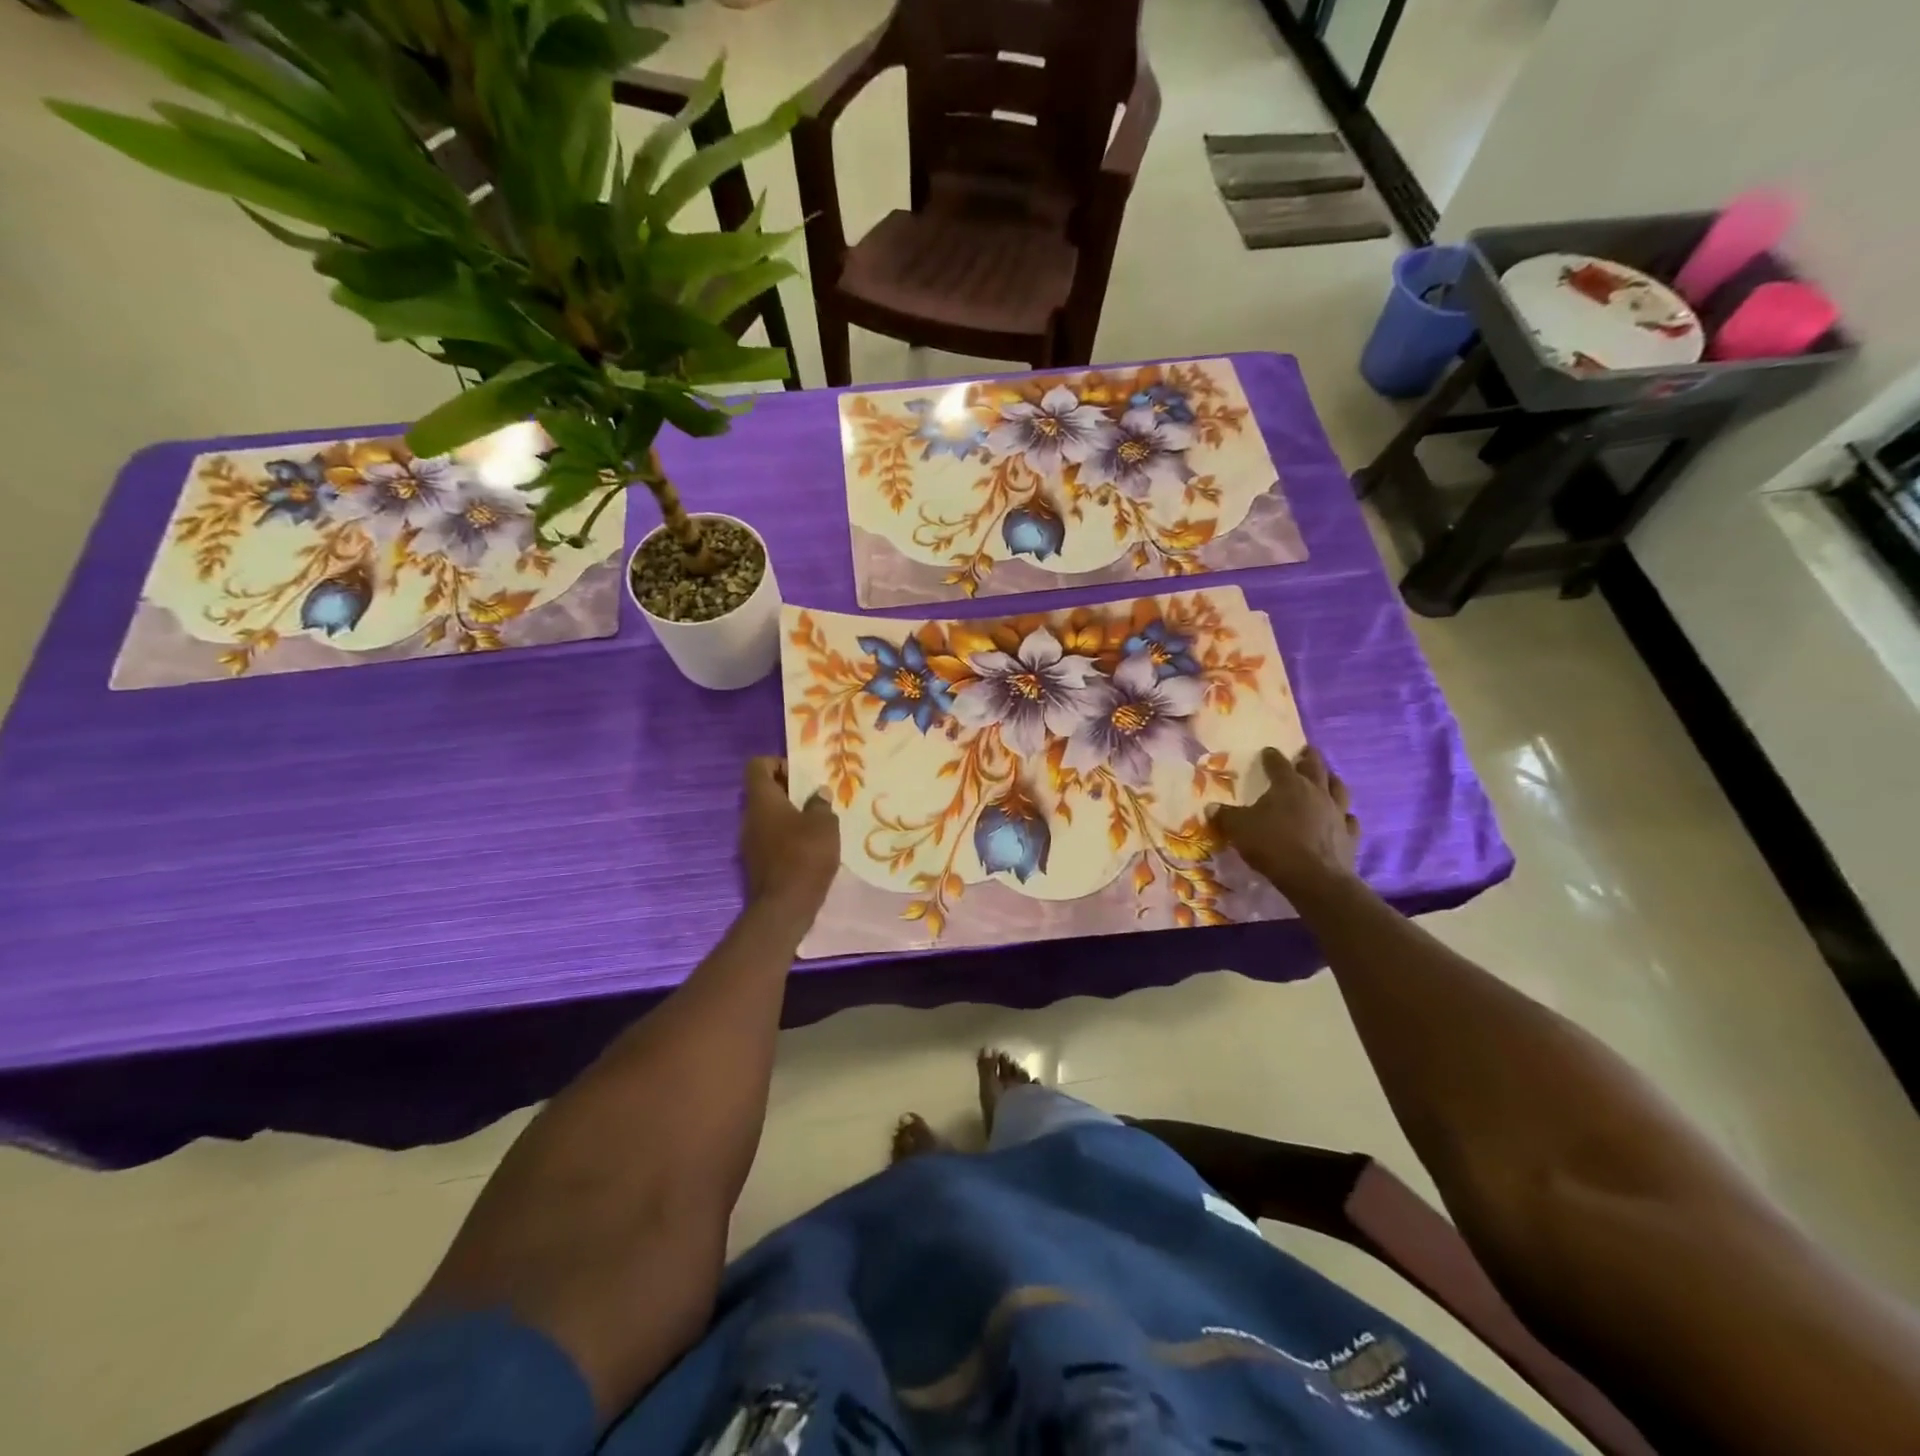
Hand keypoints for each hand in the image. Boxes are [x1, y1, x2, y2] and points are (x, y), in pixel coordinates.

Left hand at [740, 757, 839, 915]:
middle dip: (788, 791)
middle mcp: (749, 816)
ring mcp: (749, 841)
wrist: (784, 907)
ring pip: (768, 817)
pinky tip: (809, 848)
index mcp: (762, 800)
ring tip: (816, 824)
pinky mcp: (756, 862)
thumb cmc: (805, 855)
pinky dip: (786, 837)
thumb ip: (820, 804)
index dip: (778, 763)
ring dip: (789, 816)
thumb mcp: (824, 824)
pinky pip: (770, 838)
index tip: (801, 776)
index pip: (757, 766)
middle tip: (815, 799)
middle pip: (763, 791)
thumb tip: (818, 794)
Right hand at [1210, 746, 1359, 899]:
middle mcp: (1316, 792)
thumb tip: (1211, 807)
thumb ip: (1225, 816)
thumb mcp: (1239, 829)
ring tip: (1328, 778)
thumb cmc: (1272, 846)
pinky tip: (1342, 817)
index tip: (1267, 752)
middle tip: (1306, 752)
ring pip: (1338, 788)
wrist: (1313, 878)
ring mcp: (1337, 812)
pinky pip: (1349, 819)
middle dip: (1309, 757)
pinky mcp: (1349, 834)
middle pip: (1315, 767)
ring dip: (1332, 780)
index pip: (1278, 763)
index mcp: (1288, 785)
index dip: (1271, 756)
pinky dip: (1344, 815)